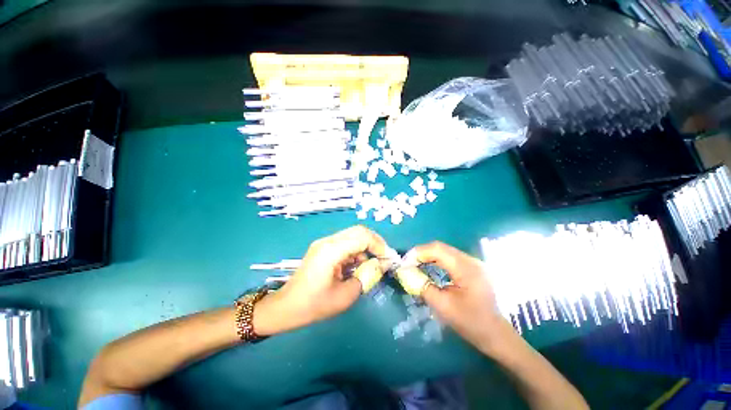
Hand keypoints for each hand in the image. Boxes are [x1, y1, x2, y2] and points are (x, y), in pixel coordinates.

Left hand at [254, 226, 388, 335]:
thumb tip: (381, 265)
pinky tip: (358, 265)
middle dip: (375, 242)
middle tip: (384, 257)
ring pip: (353, 236)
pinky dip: (357, 251)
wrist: (286, 307)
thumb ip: (366, 276)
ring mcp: (325, 243)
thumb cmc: (314, 305)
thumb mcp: (345, 295)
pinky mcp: (324, 248)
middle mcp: (328, 241)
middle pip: (358, 231)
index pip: (362, 237)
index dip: (379, 246)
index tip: (388, 259)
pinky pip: (346, 243)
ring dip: (366, 247)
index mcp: (331, 251)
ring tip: (372, 264)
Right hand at [404, 242, 513, 353]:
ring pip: (444, 251)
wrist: (495, 333)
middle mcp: (470, 260)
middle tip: (408, 264)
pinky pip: (449, 257)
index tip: (405, 262)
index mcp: (466, 268)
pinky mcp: (471, 267)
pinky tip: (429, 267)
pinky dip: (436, 260)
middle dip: (421, 253)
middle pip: (440, 247)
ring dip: (428, 255)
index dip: (418, 252)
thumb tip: (406, 273)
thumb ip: (423, 287)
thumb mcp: (443, 306)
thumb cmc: (470, 322)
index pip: (437, 249)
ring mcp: (472, 262)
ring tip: (415, 265)